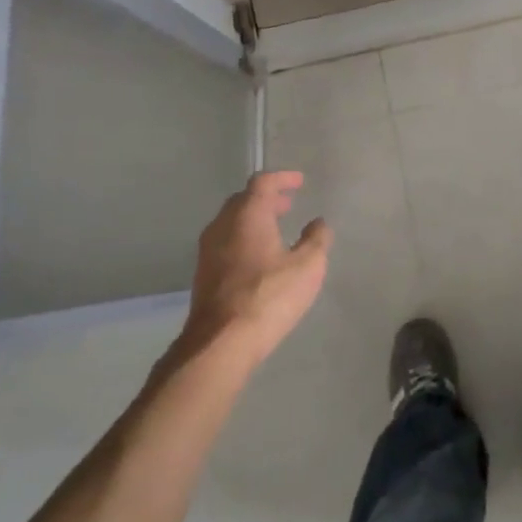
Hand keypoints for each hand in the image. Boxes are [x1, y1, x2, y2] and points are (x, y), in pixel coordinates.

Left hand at [180, 172, 332, 369]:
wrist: (221, 342)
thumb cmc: (269, 296)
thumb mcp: (308, 266)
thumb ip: (316, 239)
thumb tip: (318, 223)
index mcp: (247, 215)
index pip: (262, 183)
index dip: (282, 179)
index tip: (298, 182)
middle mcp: (222, 226)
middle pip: (243, 200)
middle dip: (266, 199)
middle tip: (287, 204)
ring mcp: (208, 251)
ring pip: (231, 222)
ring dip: (254, 220)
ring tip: (276, 230)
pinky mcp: (204, 274)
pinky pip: (225, 243)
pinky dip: (244, 239)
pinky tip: (259, 257)